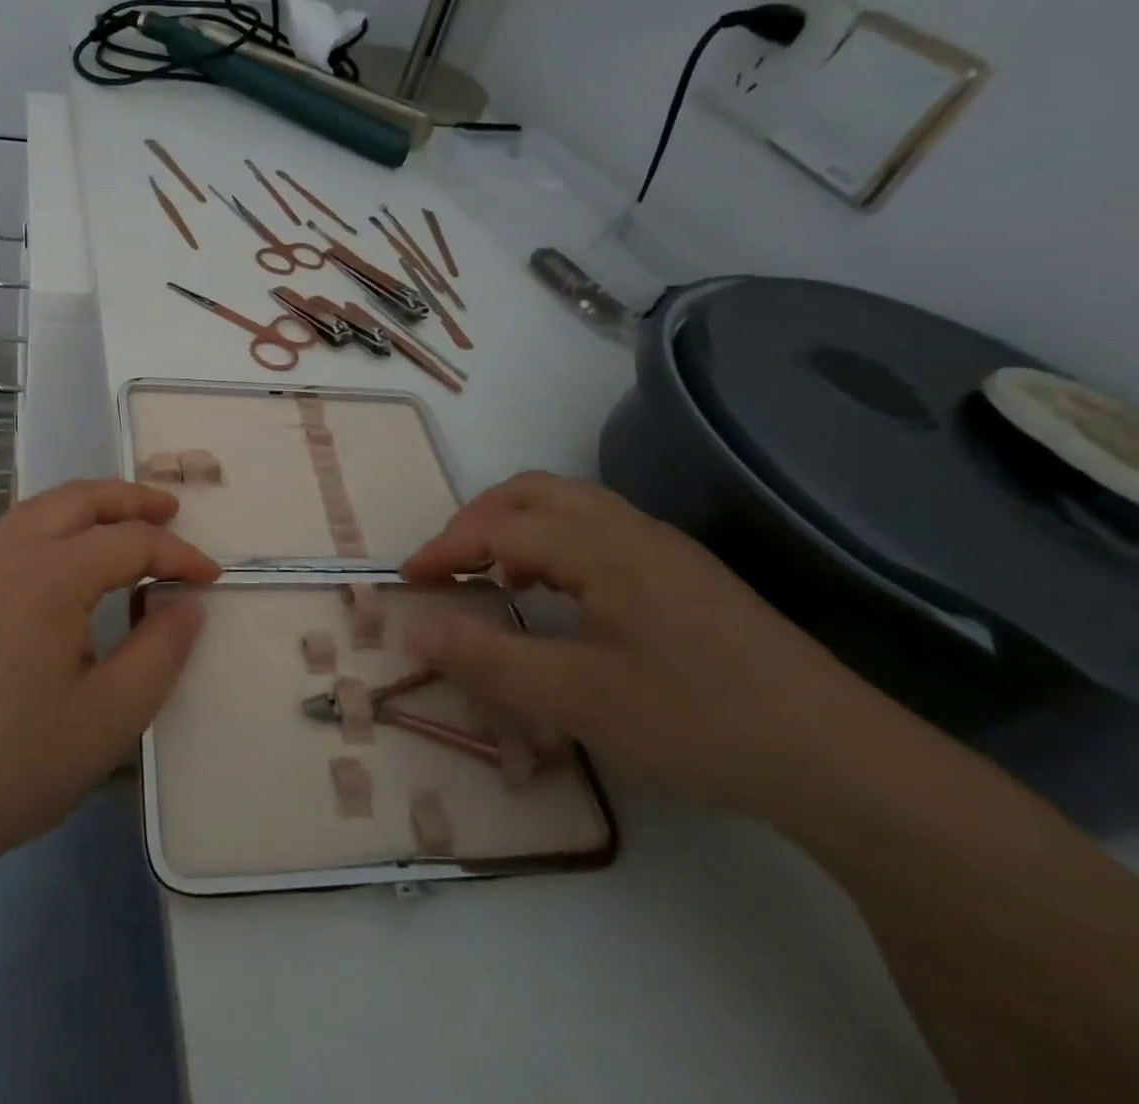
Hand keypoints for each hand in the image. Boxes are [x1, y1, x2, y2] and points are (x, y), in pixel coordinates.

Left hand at [0, 480, 219, 872]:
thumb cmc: (17, 762)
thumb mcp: (110, 716)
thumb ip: (160, 651)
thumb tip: (187, 604)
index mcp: (49, 576)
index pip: (130, 543)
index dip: (177, 555)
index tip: (211, 578)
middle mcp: (8, 552)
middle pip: (80, 498)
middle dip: (132, 499)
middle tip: (172, 512)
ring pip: (40, 506)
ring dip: (89, 504)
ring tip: (124, 521)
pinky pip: (12, 530)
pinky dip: (52, 521)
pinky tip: (62, 552)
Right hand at [400, 471, 876, 816]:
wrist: (845, 762)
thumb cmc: (699, 723)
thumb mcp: (578, 700)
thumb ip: (488, 660)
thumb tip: (414, 630)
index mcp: (602, 548)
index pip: (500, 528)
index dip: (446, 549)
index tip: (408, 580)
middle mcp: (631, 529)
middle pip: (533, 491)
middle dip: (477, 519)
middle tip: (448, 565)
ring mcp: (665, 548)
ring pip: (570, 505)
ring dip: (517, 527)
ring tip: (496, 578)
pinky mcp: (687, 574)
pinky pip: (600, 530)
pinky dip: (555, 543)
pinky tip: (560, 596)